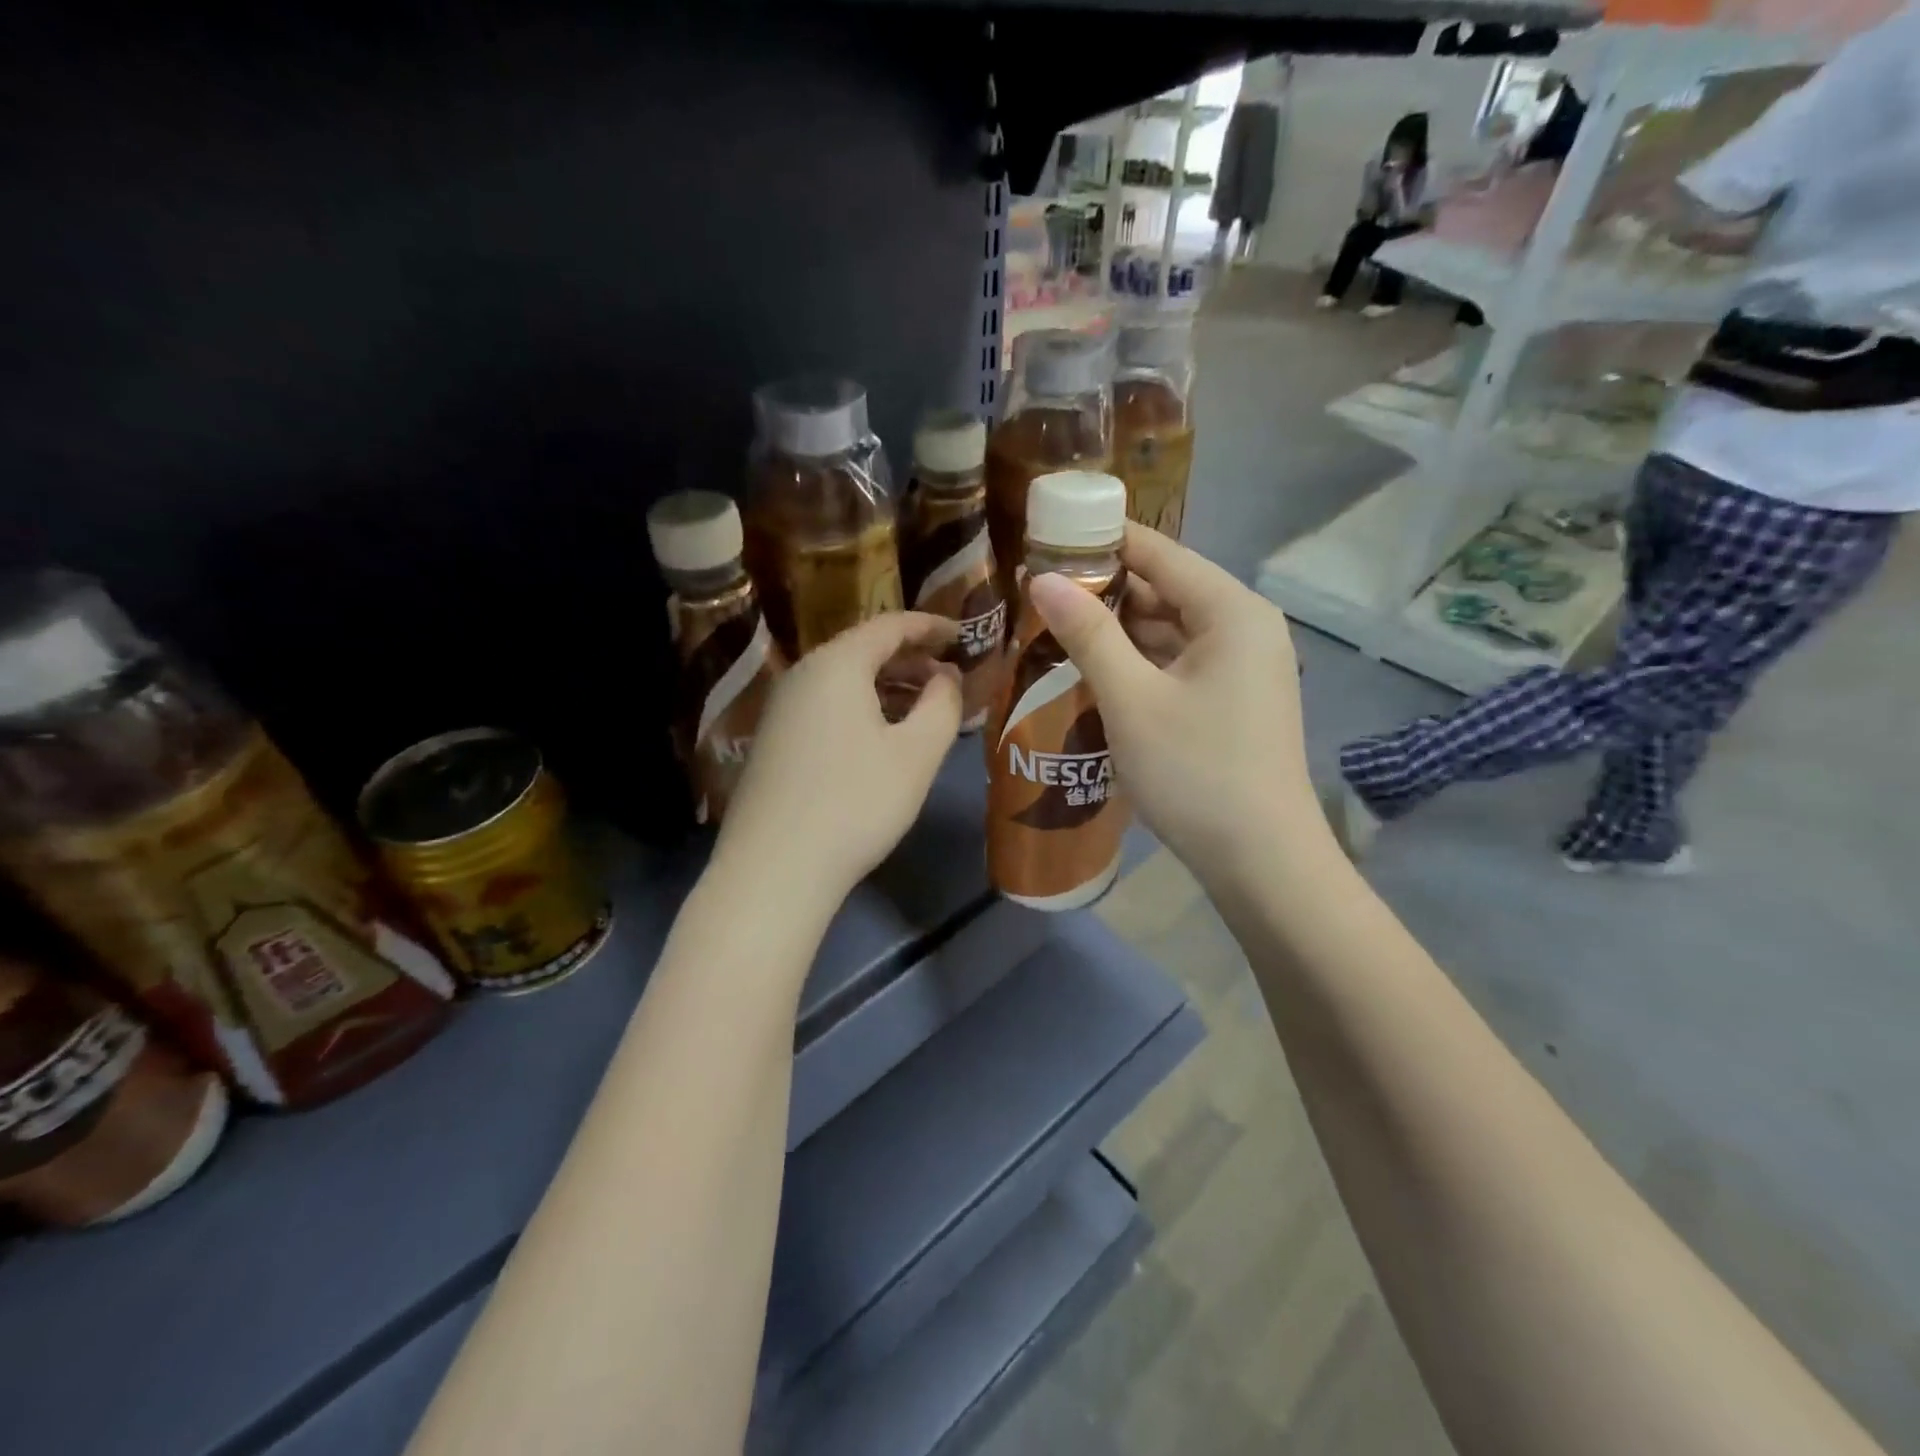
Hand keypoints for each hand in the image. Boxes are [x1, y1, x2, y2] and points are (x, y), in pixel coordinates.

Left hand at [715, 613, 961, 903]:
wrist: (774, 869)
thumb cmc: (857, 803)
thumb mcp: (917, 754)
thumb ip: (943, 705)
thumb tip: (947, 678)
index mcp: (837, 665)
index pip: (890, 625)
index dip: (931, 626)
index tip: (963, 635)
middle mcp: (803, 675)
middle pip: (863, 650)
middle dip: (911, 659)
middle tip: (950, 677)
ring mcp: (782, 708)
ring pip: (844, 680)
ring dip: (888, 686)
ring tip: (925, 707)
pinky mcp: (774, 741)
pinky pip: (826, 706)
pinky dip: (862, 707)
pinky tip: (882, 736)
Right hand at [1027, 527, 1322, 879]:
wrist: (1261, 860)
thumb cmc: (1195, 772)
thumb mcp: (1131, 700)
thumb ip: (1087, 633)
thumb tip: (1041, 578)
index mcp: (1231, 611)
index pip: (1159, 552)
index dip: (1101, 540)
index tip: (1046, 536)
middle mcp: (1244, 627)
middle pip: (1165, 588)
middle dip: (1103, 588)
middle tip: (1037, 590)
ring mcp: (1242, 665)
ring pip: (1169, 628)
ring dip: (1116, 628)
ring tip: (1053, 625)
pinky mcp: (1232, 698)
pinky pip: (1178, 661)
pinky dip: (1138, 660)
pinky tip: (1093, 667)